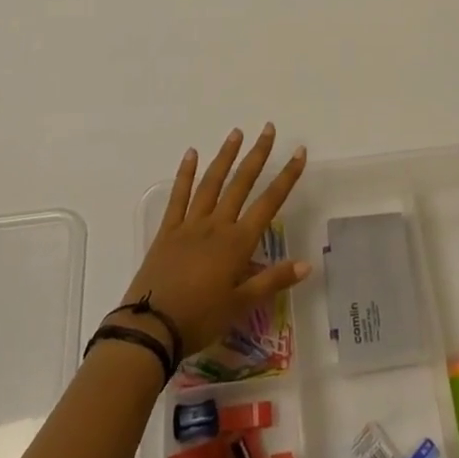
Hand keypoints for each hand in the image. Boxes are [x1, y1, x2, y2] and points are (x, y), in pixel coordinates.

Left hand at [111, 125, 309, 357]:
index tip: (298, 152)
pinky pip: (178, 197)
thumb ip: (272, 281)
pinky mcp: (167, 231)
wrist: (151, 329)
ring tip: (236, 133)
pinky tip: (191, 154)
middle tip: (268, 128)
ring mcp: (190, 224)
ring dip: (225, 156)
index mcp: (237, 242)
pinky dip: (185, 174)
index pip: (269, 203)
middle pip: (241, 183)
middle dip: (257, 155)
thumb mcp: (241, 306)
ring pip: (212, 183)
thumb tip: (307, 264)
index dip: (286, 177)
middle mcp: (217, 225)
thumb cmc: (200, 319)